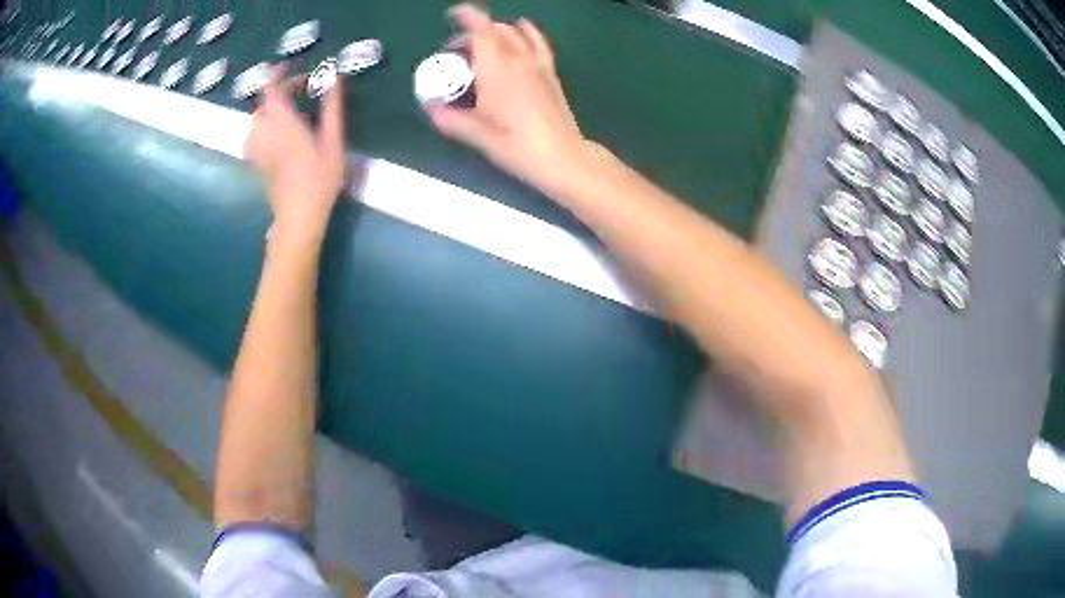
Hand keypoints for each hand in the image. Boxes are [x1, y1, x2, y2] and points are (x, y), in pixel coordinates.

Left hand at [244, 65, 346, 240]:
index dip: (277, 74)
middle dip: (281, 90)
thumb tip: (335, 78)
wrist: (298, 216)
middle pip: (265, 102)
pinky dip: (262, 126)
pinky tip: (273, 132)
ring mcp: (257, 149)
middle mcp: (264, 131)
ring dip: (271, 107)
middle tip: (304, 89)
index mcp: (283, 122)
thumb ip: (332, 107)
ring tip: (290, 108)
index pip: (271, 88)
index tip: (289, 66)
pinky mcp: (255, 162)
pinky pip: (252, 136)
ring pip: (257, 118)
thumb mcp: (333, 141)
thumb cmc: (319, 179)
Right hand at [427, 4, 588, 193]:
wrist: (562, 157)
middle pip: (494, 29)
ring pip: (514, 32)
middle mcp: (517, 58)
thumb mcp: (477, 135)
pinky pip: (537, 42)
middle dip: (472, 33)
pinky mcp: (550, 72)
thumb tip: (432, 107)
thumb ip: (450, 118)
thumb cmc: (517, 146)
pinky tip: (520, 34)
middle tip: (457, 54)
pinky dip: (525, 32)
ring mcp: (537, 63)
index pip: (480, 29)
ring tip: (482, 48)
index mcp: (496, 68)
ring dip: (495, 32)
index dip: (466, 16)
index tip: (452, 16)